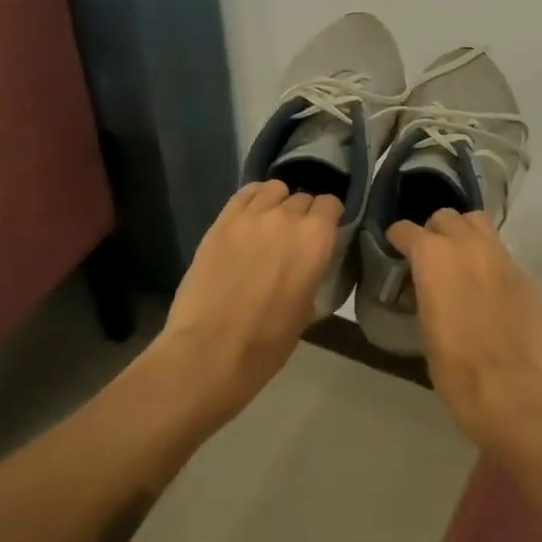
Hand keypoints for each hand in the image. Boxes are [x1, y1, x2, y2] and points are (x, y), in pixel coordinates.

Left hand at [157, 180, 341, 423]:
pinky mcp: (222, 221)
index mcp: (316, 239)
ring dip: (277, 203)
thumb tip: (308, 262)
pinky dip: (252, 200)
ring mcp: (252, 215)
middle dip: (303, 214)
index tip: (323, 235)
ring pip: (274, 189)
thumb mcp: (307, 309)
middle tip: (293, 238)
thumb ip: (312, 271)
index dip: (328, 219)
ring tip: (270, 224)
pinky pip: (244, 194)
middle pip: (303, 198)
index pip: (331, 205)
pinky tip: (249, 219)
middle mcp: (288, 217)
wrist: (210, 352)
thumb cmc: (267, 343)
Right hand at [387, 209, 541, 451]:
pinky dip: (489, 260)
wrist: (510, 388)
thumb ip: (423, 291)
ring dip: (465, 234)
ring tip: (461, 260)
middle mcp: (466, 243)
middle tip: (431, 257)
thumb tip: (423, 285)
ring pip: (478, 223)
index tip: (396, 251)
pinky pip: (500, 253)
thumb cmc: (454, 366)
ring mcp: (500, 255)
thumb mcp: (424, 325)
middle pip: (446, 217)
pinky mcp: (523, 273)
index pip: (406, 229)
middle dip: (434, 231)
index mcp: (432, 255)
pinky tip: (488, 287)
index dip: (398, 239)